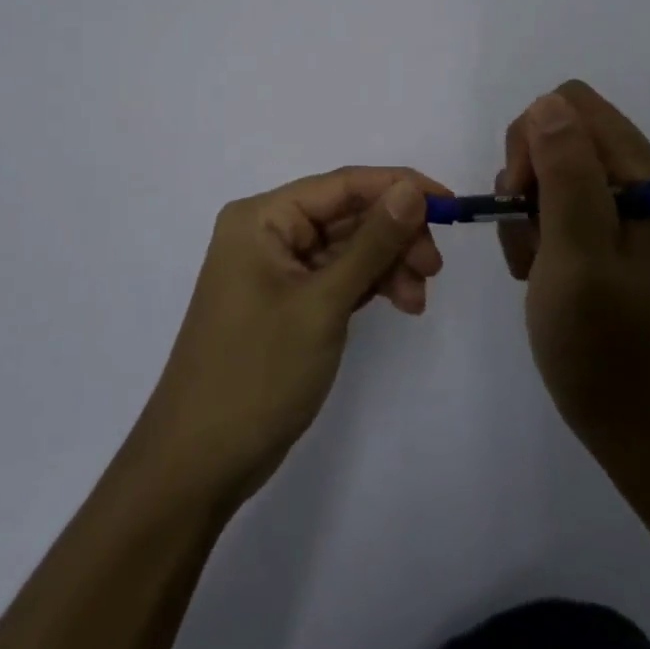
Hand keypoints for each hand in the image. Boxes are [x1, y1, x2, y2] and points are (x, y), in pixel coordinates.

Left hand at [129, 166, 448, 504]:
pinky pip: (337, 276)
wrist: (199, 464)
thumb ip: (371, 243)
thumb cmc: (256, 374)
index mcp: (262, 218)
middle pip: (347, 214)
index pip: (343, 184)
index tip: (450, 206)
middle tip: (433, 269)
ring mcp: (276, 269)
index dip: (399, 187)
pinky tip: (400, 303)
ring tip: (417, 299)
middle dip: (395, 235)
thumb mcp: (322, 304)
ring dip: (388, 264)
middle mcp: (267, 232)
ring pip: (347, 247)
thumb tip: (411, 190)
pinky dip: (370, 285)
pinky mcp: (287, 301)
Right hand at [497, 82, 649, 447]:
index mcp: (646, 176)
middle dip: (526, 175)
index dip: (535, 140)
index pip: (574, 106)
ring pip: (543, 166)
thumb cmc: (601, 341)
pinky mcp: (596, 227)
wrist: (624, 414)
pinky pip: (545, 200)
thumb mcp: (578, 255)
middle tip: (529, 231)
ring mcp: (616, 204)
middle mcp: (635, 179)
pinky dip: (528, 229)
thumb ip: (566, 176)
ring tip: (534, 261)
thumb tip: (548, 104)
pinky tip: (536, 269)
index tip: (524, 195)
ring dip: (524, 209)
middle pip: (556, 130)